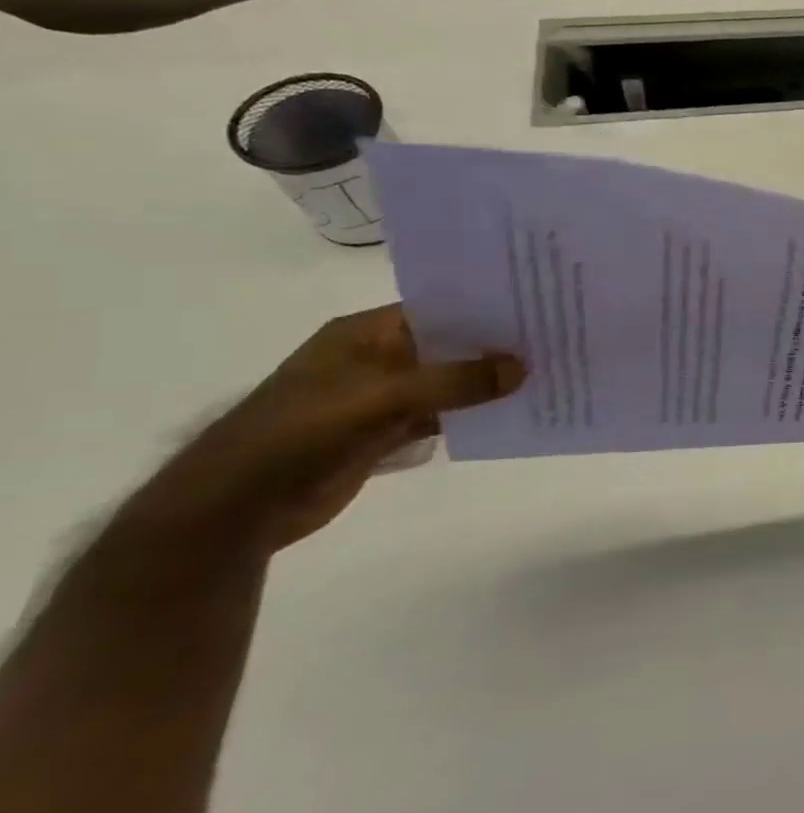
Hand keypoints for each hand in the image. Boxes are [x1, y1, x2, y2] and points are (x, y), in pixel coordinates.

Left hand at [134, 306, 523, 553]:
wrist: (237, 507)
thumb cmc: (301, 433)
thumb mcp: (381, 397)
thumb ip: (453, 381)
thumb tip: (522, 367)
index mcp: (365, 334)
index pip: (438, 307)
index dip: (486, 306)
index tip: (539, 305)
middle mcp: (377, 358)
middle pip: (449, 344)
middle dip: (496, 345)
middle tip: (556, 339)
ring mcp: (382, 397)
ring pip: (449, 381)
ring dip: (488, 382)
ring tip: (548, 373)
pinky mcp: (385, 432)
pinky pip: (442, 414)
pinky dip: (472, 414)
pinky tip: (514, 412)